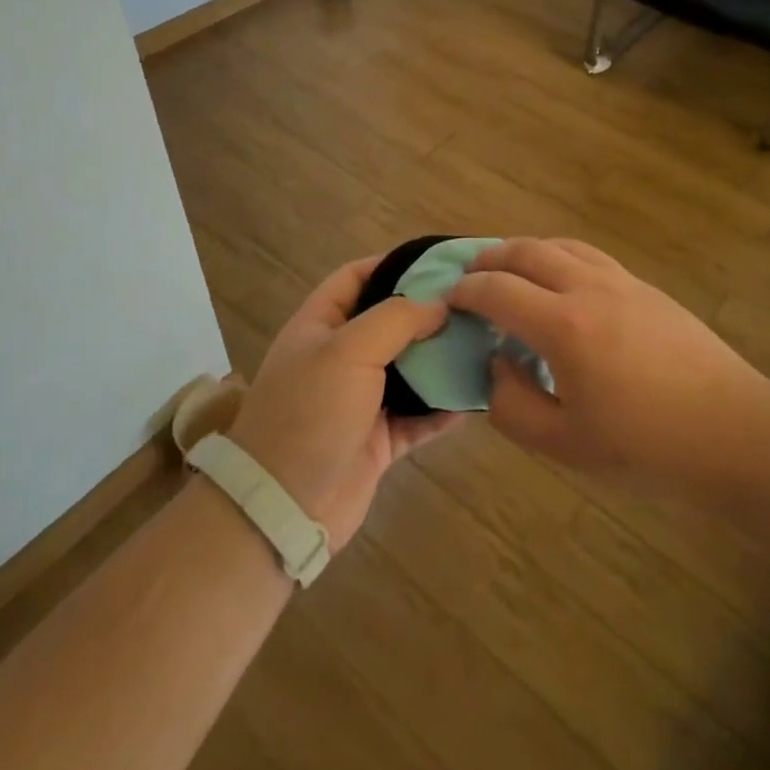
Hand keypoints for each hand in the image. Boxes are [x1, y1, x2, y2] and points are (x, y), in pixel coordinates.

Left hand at [228, 256, 460, 549]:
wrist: (284, 507)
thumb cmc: (311, 412)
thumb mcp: (349, 350)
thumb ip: (397, 318)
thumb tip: (439, 304)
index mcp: (320, 326)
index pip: (356, 277)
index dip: (393, 263)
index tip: (439, 261)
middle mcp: (339, 358)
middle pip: (389, 323)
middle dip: (428, 313)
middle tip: (476, 303)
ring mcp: (359, 401)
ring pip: (409, 370)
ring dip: (441, 360)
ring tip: (485, 342)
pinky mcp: (379, 440)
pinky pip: (419, 417)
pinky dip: (444, 408)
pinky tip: (476, 396)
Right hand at [449, 238, 769, 492]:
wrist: (732, 431)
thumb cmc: (645, 447)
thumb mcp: (564, 445)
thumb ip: (513, 405)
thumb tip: (497, 366)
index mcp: (563, 326)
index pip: (498, 291)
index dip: (466, 292)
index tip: (449, 300)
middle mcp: (588, 288)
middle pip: (527, 252)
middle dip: (490, 258)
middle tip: (470, 274)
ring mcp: (622, 282)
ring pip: (561, 245)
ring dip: (526, 250)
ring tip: (510, 268)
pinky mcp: (647, 288)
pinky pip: (590, 256)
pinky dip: (560, 257)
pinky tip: (562, 281)